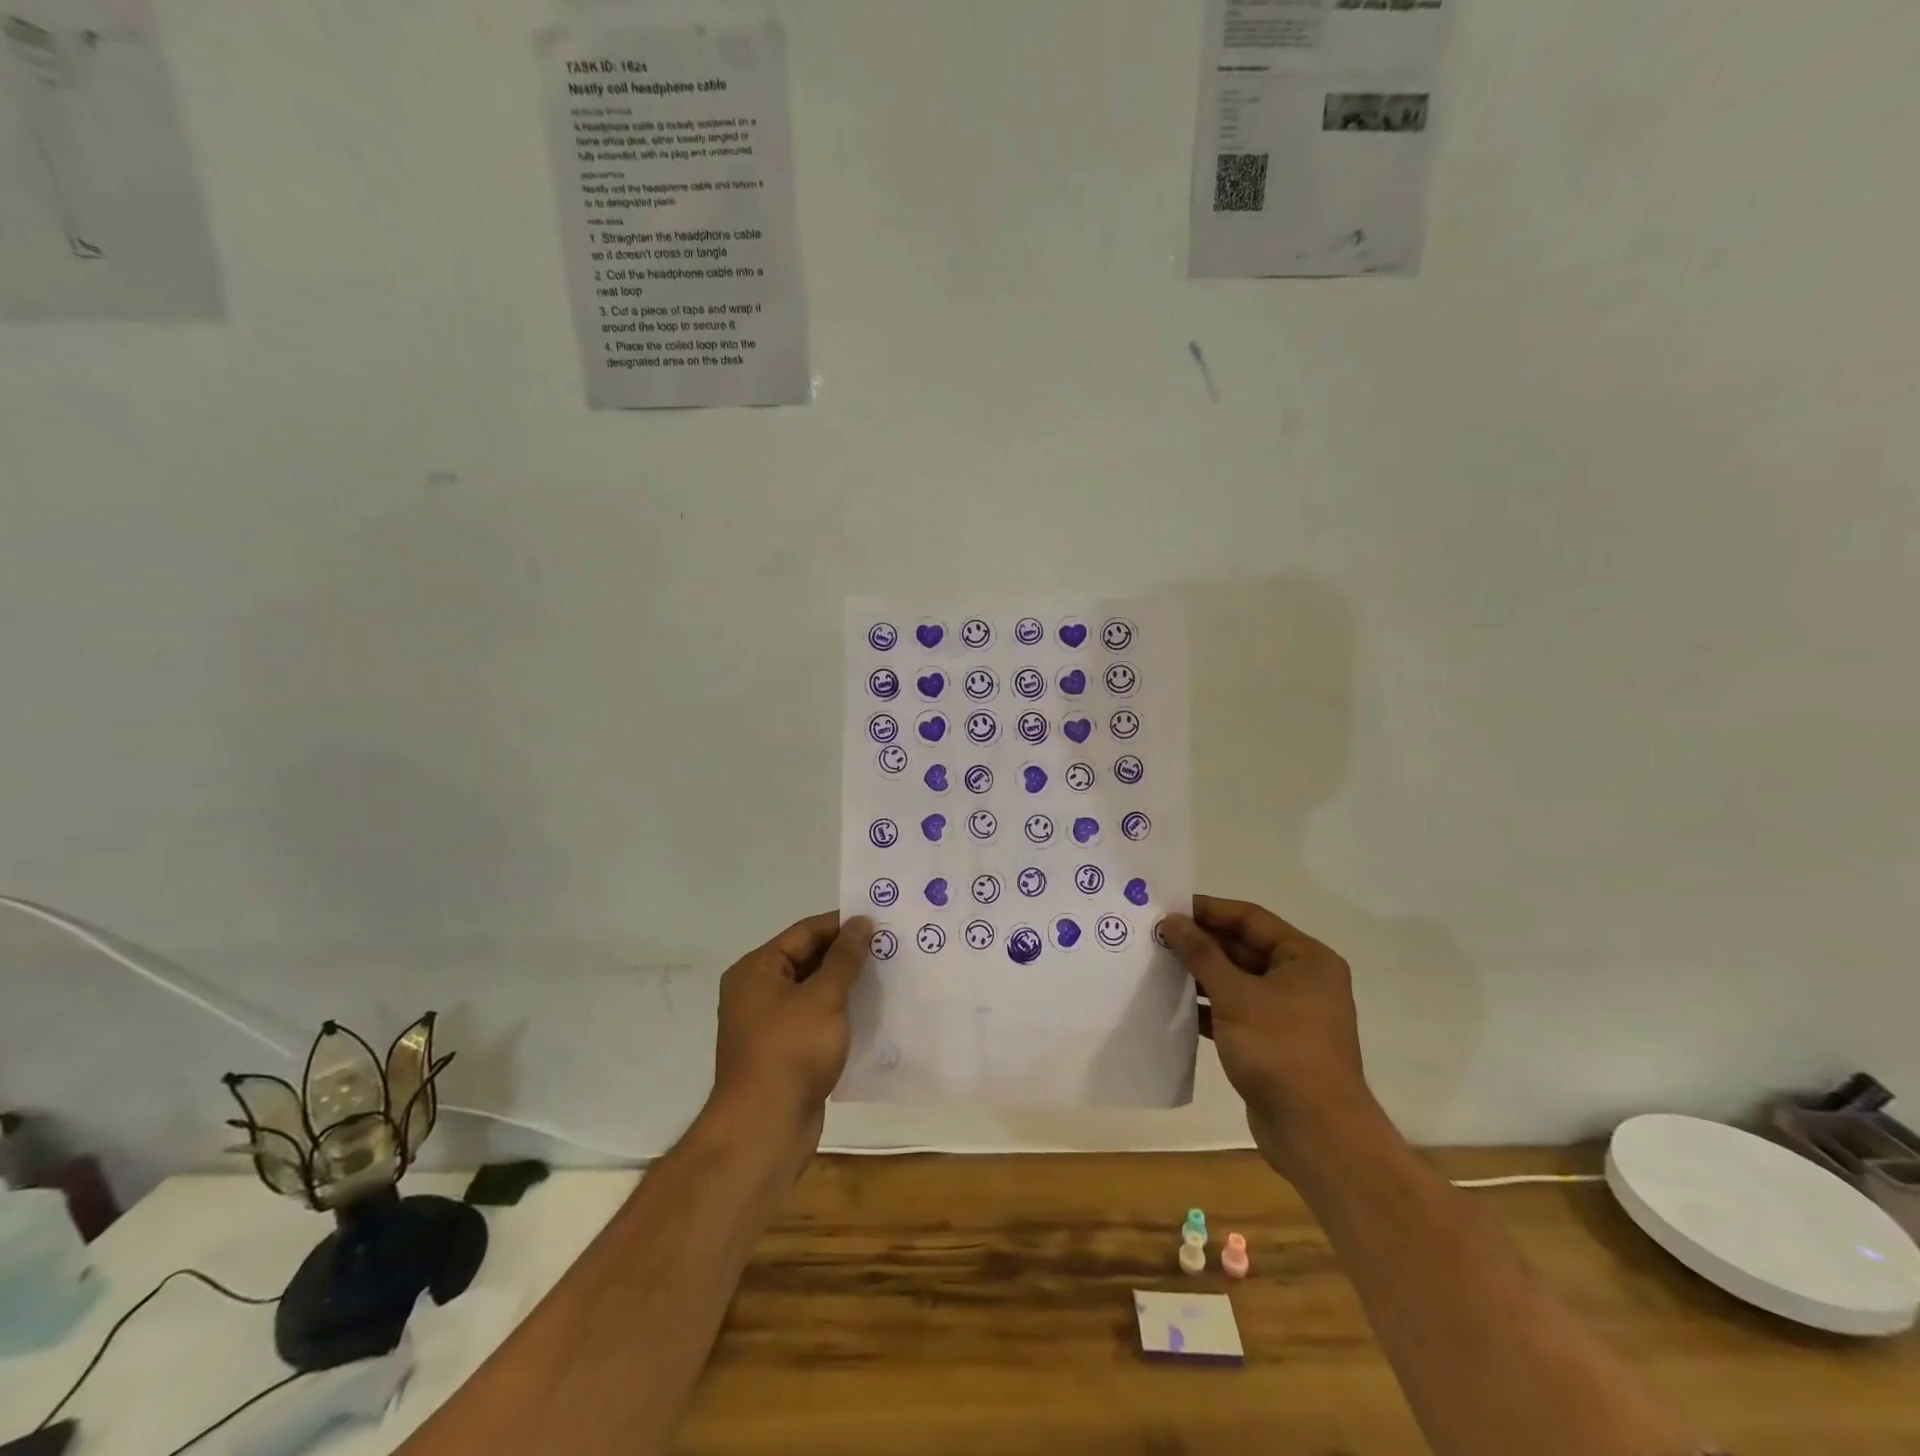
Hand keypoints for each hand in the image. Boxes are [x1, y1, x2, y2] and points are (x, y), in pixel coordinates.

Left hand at [710, 911, 870, 1153]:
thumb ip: (844, 958)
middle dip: (846, 955)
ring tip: (887, 976)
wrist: (765, 1128)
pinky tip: (871, 1014)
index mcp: (757, 970)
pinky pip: (815, 1020)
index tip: (879, 922)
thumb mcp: (823, 997)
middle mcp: (757, 992)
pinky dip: (839, 1014)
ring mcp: (769, 1025)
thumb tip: (861, 923)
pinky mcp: (783, 1053)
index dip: (841, 925)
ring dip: (846, 985)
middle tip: (888, 948)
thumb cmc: (791, 1051)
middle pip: (807, 960)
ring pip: (813, 992)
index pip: (804, 933)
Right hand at [1162, 895, 1372, 1173]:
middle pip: (1243, 948)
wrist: (1316, 1133)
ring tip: (1157, 965)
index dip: (1208, 910)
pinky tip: (1174, 1005)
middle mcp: (1302, 980)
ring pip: (1237, 981)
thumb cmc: (1280, 1049)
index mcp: (1306, 959)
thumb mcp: (1235, 995)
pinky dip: (1208, 1006)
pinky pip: (1235, 1011)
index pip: (1250, 919)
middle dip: (1201, 943)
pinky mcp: (1273, 1042)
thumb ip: (1201, 954)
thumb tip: (1170, 921)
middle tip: (1155, 936)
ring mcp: (1288, 1013)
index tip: (1168, 906)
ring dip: (1200, 974)